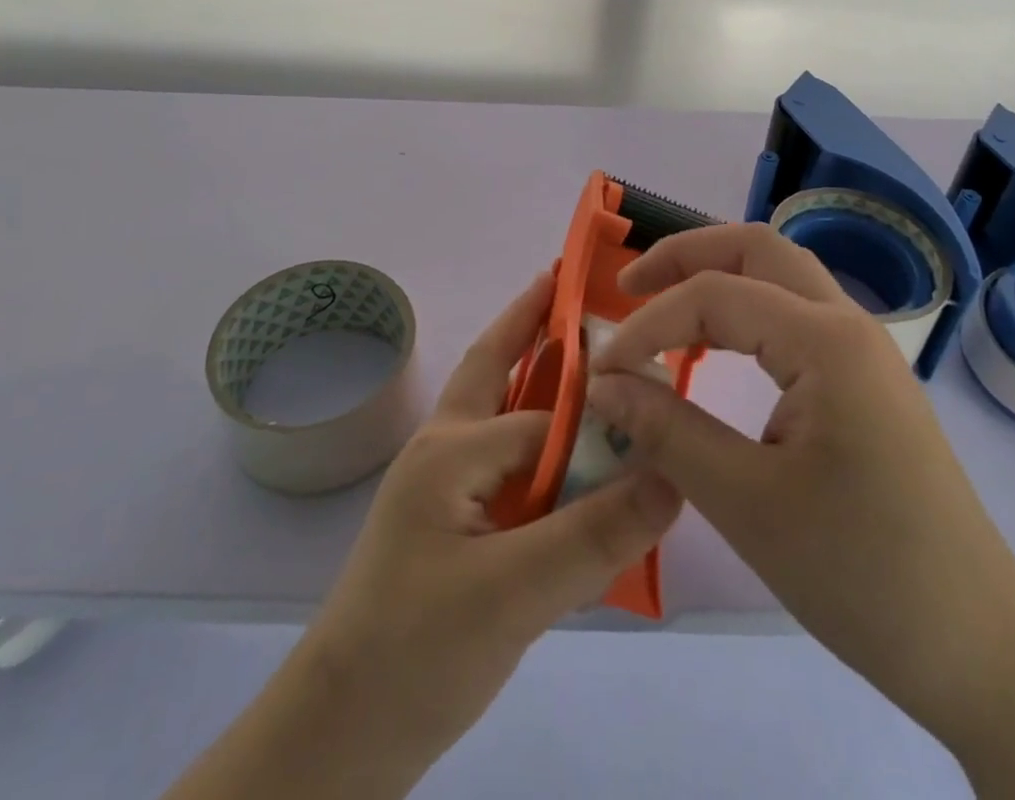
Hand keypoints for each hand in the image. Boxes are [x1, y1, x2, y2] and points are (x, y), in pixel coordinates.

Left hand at [300, 269, 681, 779]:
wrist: (341, 733)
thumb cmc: (417, 650)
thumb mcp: (513, 594)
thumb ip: (594, 534)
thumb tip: (673, 479)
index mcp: (453, 447)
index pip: (547, 417)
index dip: (603, 411)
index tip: (658, 392)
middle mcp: (447, 447)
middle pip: (497, 364)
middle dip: (532, 319)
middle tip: (574, 280)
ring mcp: (445, 481)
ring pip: (500, 407)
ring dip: (535, 370)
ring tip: (582, 345)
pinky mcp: (452, 518)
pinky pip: (506, 458)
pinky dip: (538, 435)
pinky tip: (571, 448)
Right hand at [584, 223, 1014, 736]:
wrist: (977, 645)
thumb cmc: (861, 573)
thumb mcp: (747, 504)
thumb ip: (667, 430)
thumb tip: (602, 384)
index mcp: (826, 341)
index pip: (715, 296)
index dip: (649, 324)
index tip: (603, 371)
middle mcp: (848, 323)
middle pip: (755, 247)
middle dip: (684, 254)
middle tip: (627, 288)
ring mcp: (862, 349)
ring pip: (779, 273)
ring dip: (716, 274)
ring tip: (661, 304)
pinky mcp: (864, 379)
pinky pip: (794, 313)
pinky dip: (743, 309)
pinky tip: (715, 344)